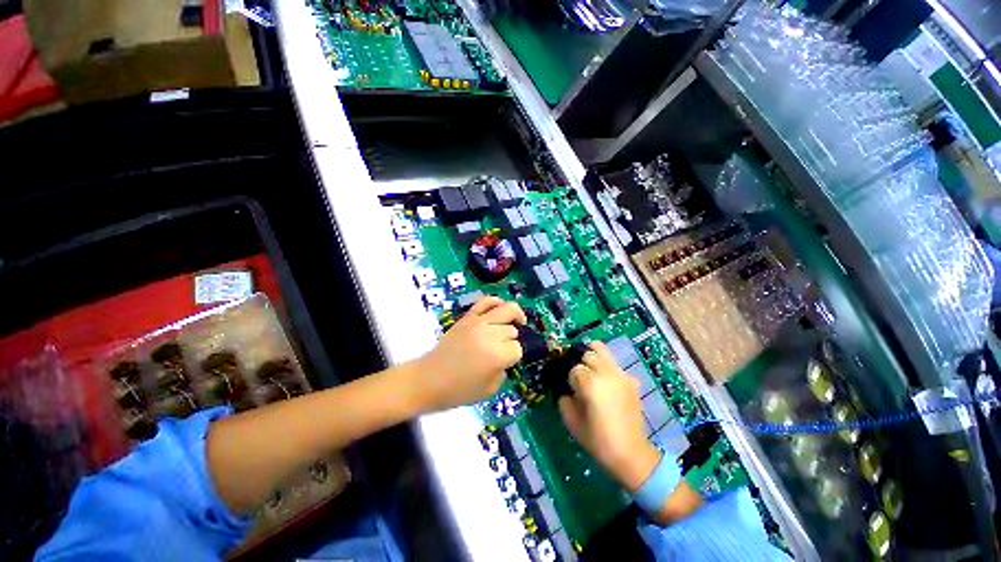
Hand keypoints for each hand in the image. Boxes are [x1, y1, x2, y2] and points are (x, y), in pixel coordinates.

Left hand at [411, 296, 525, 411]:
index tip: (506, 362)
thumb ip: (504, 371)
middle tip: (503, 349)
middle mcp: (490, 334)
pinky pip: (486, 301)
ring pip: (507, 309)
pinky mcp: (468, 317)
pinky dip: (497, 302)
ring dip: (515, 316)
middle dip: (511, 340)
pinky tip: (500, 310)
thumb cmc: (458, 391)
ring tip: (517, 322)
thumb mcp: (490, 390)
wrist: (428, 379)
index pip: (518, 349)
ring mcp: (478, 322)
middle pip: (512, 330)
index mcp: (497, 355)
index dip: (514, 357)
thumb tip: (506, 357)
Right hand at [558, 342, 660, 491]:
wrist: (631, 453)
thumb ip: (564, 400)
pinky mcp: (631, 380)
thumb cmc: (598, 440)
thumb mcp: (571, 421)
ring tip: (590, 370)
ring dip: (593, 357)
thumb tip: (566, 390)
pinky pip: (614, 364)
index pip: (574, 368)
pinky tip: (606, 383)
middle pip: (588, 354)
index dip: (571, 379)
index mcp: (591, 384)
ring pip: (602, 350)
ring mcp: (621, 374)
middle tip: (581, 379)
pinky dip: (607, 367)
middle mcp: (607, 373)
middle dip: (581, 364)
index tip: (572, 390)